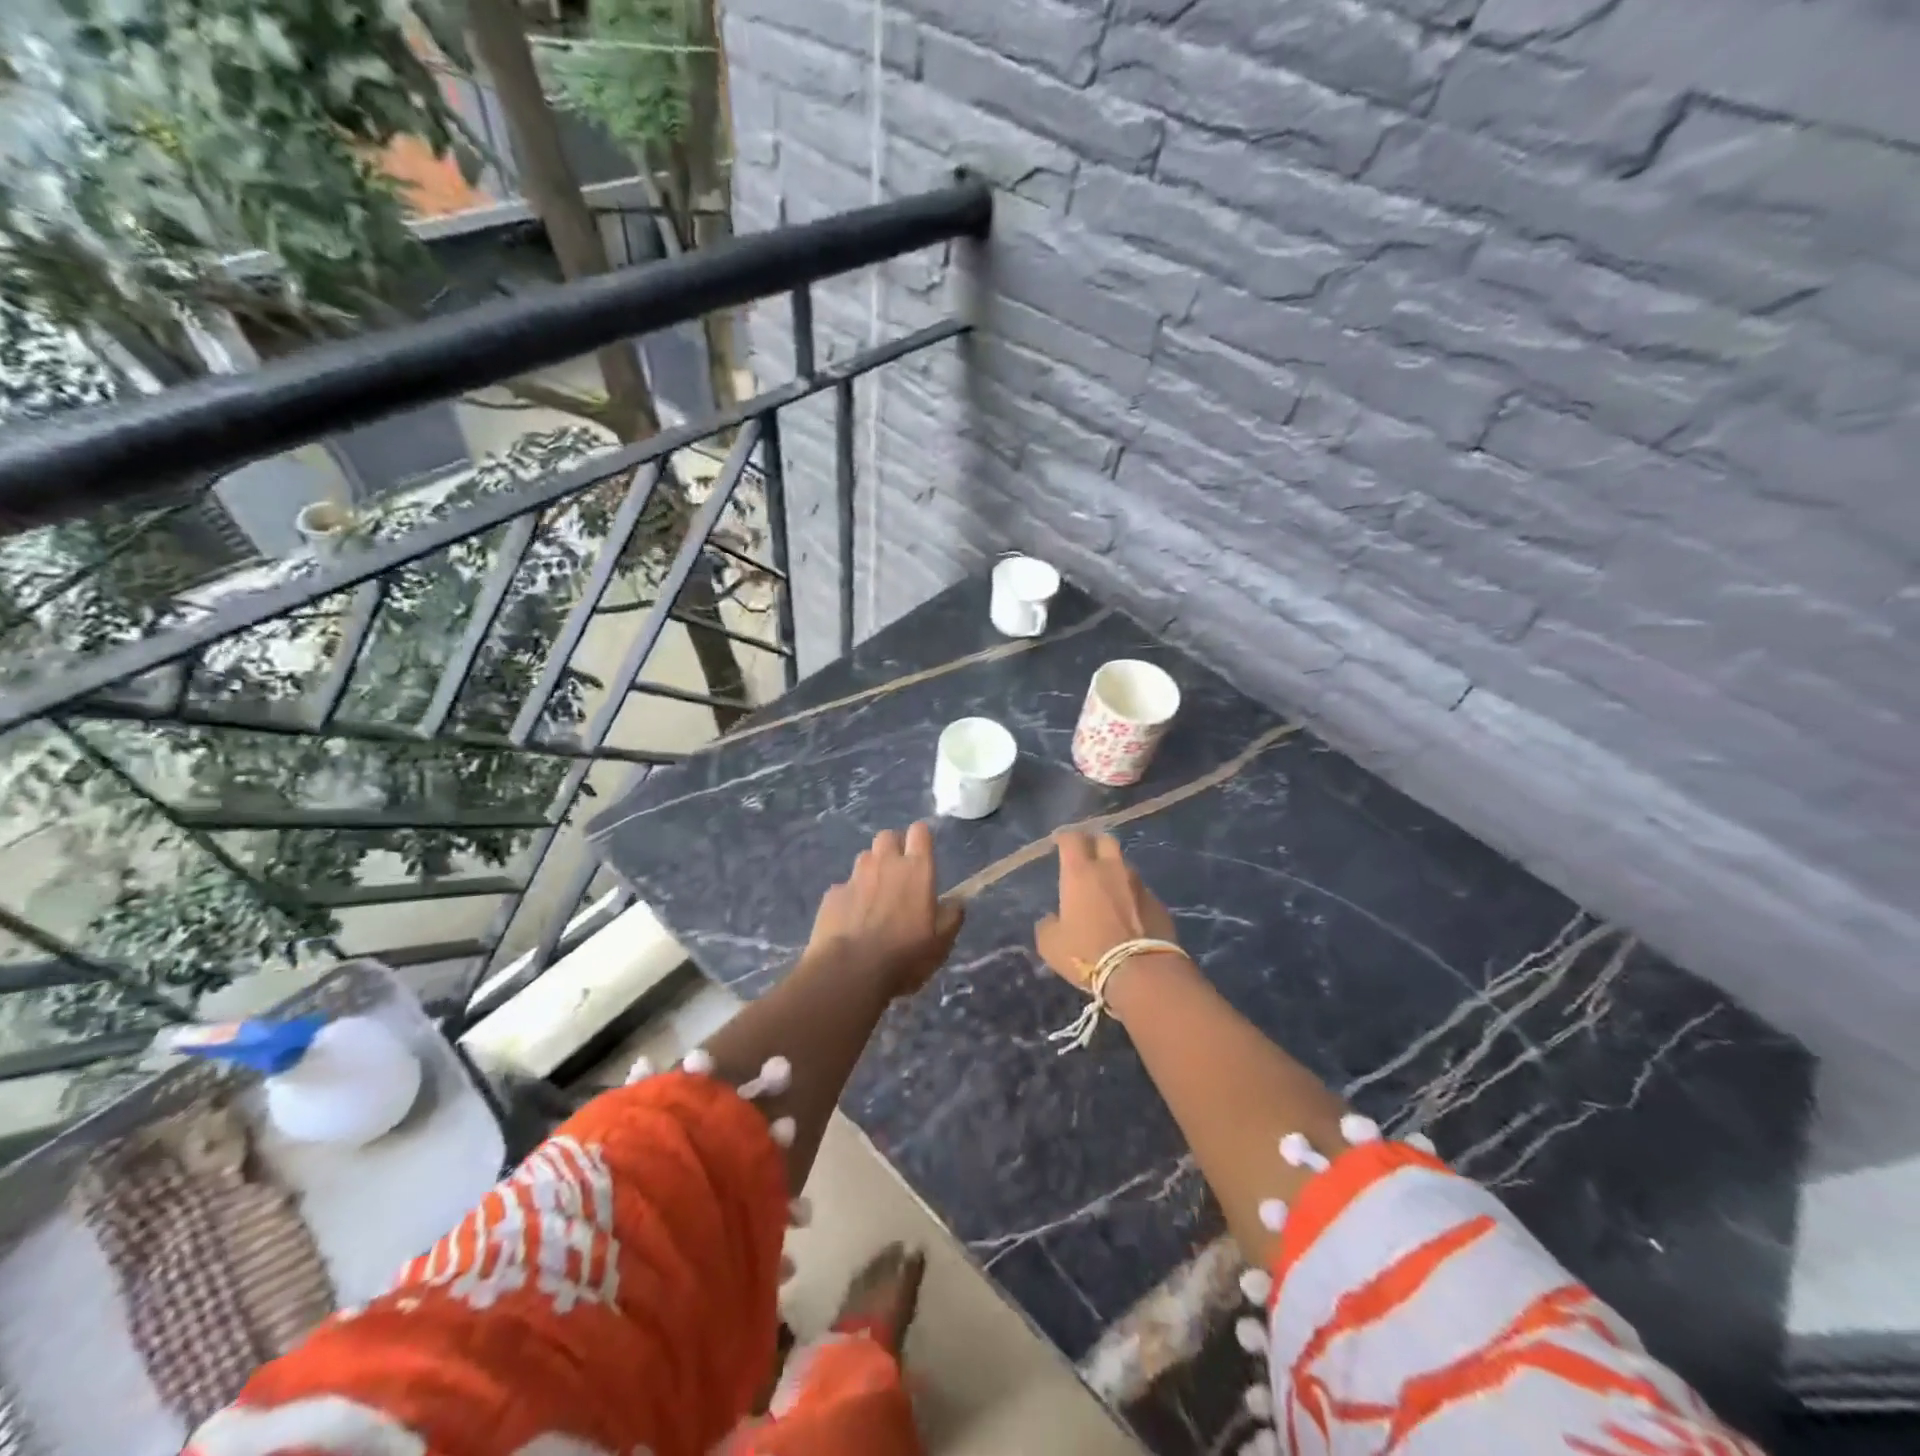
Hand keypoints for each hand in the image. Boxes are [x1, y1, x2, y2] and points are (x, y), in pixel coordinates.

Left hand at [805, 823, 964, 998]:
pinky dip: (850, 897)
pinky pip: (844, 887)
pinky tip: (851, 920)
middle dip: (893, 848)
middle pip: (888, 837)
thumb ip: (951, 916)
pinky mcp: (832, 894)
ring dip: (872, 870)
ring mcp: (855, 877)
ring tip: (875, 898)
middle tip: (899, 875)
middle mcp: (884, 863)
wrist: (850, 971)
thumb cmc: (905, 955)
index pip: (919, 832)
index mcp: (916, 869)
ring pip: (865, 858)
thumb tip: (956, 901)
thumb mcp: (942, 942)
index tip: (922, 854)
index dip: (921, 839)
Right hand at [1035, 831, 1179, 989]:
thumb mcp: (1051, 944)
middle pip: (1105, 840)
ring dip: (1115, 871)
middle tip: (1086, 858)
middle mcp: (1111, 869)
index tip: (1059, 843)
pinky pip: (1140, 890)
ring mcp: (1139, 884)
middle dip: (1094, 844)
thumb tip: (1051, 919)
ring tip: (1108, 888)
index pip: (1072, 838)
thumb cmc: (1088, 953)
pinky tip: (1128, 912)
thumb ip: (1047, 924)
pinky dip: (1131, 895)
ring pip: (1125, 866)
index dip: (1064, 837)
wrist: (1142, 972)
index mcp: (1080, 872)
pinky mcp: (1159, 903)